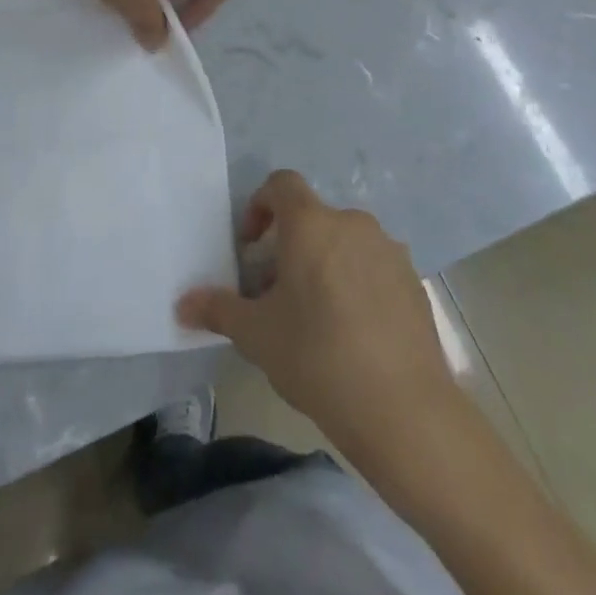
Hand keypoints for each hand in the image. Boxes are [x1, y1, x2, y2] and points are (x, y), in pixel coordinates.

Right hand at [177, 171, 456, 455]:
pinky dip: (356, 284)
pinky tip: (352, 333)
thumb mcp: (257, 336)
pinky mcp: (414, 281)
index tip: (251, 247)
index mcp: (312, 224)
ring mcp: (389, 251)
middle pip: (312, 219)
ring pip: (344, 244)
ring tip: (314, 317)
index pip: (281, 184)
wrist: (404, 410)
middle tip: (275, 295)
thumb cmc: (318, 357)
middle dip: (289, 248)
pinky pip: (373, 268)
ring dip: (323, 265)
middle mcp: (353, 224)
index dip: (260, 206)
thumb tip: (182, 304)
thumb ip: (218, 310)